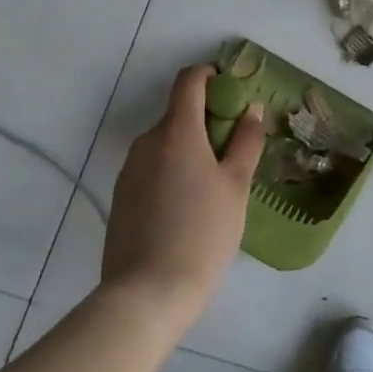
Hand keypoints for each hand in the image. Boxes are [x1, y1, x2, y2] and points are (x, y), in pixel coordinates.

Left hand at [101, 64, 265, 327]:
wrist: (146, 295)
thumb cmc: (202, 233)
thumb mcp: (236, 186)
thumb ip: (246, 141)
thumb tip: (251, 109)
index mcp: (177, 131)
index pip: (189, 80)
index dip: (210, 76)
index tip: (232, 92)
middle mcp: (147, 141)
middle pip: (178, 114)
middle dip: (206, 121)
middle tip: (234, 151)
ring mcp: (129, 170)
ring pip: (165, 143)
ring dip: (189, 149)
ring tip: (214, 185)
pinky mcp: (121, 196)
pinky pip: (152, 168)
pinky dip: (172, 171)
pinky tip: (187, 208)